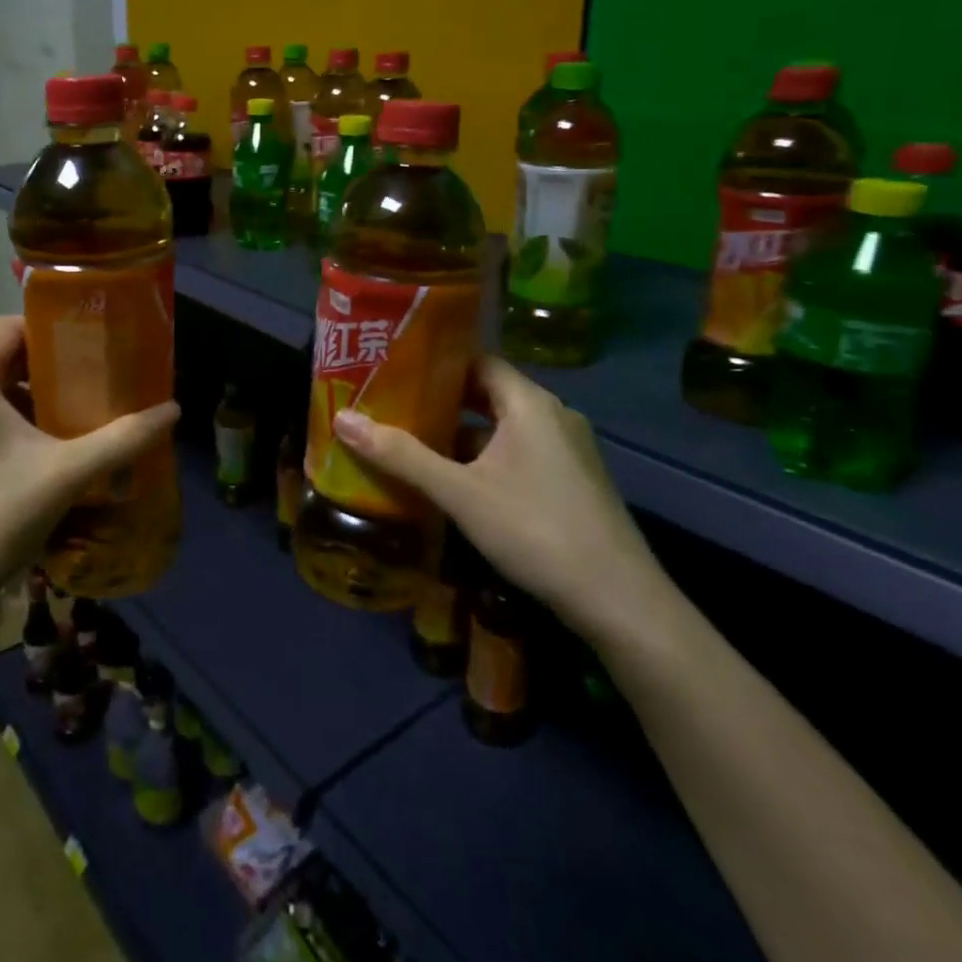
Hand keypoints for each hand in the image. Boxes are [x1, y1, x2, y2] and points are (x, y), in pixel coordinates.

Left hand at [0, 316, 178, 648]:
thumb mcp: (68, 474)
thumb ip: (123, 438)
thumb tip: (174, 409)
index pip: (8, 326)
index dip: (51, 329)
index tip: (90, 345)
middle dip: (45, 367)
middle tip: (91, 382)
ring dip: (24, 397)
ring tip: (71, 415)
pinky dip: (1, 421)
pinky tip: (34, 450)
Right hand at [332, 357, 669, 643]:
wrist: (619, 601)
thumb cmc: (535, 530)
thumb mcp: (459, 492)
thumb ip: (401, 455)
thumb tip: (342, 419)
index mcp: (529, 403)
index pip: (477, 360)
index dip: (435, 361)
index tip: (394, 369)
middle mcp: (552, 416)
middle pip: (487, 392)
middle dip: (440, 400)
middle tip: (392, 405)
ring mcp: (567, 450)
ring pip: (501, 427)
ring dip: (460, 433)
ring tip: (411, 441)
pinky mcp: (572, 481)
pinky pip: (518, 452)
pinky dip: (484, 457)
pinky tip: (454, 480)